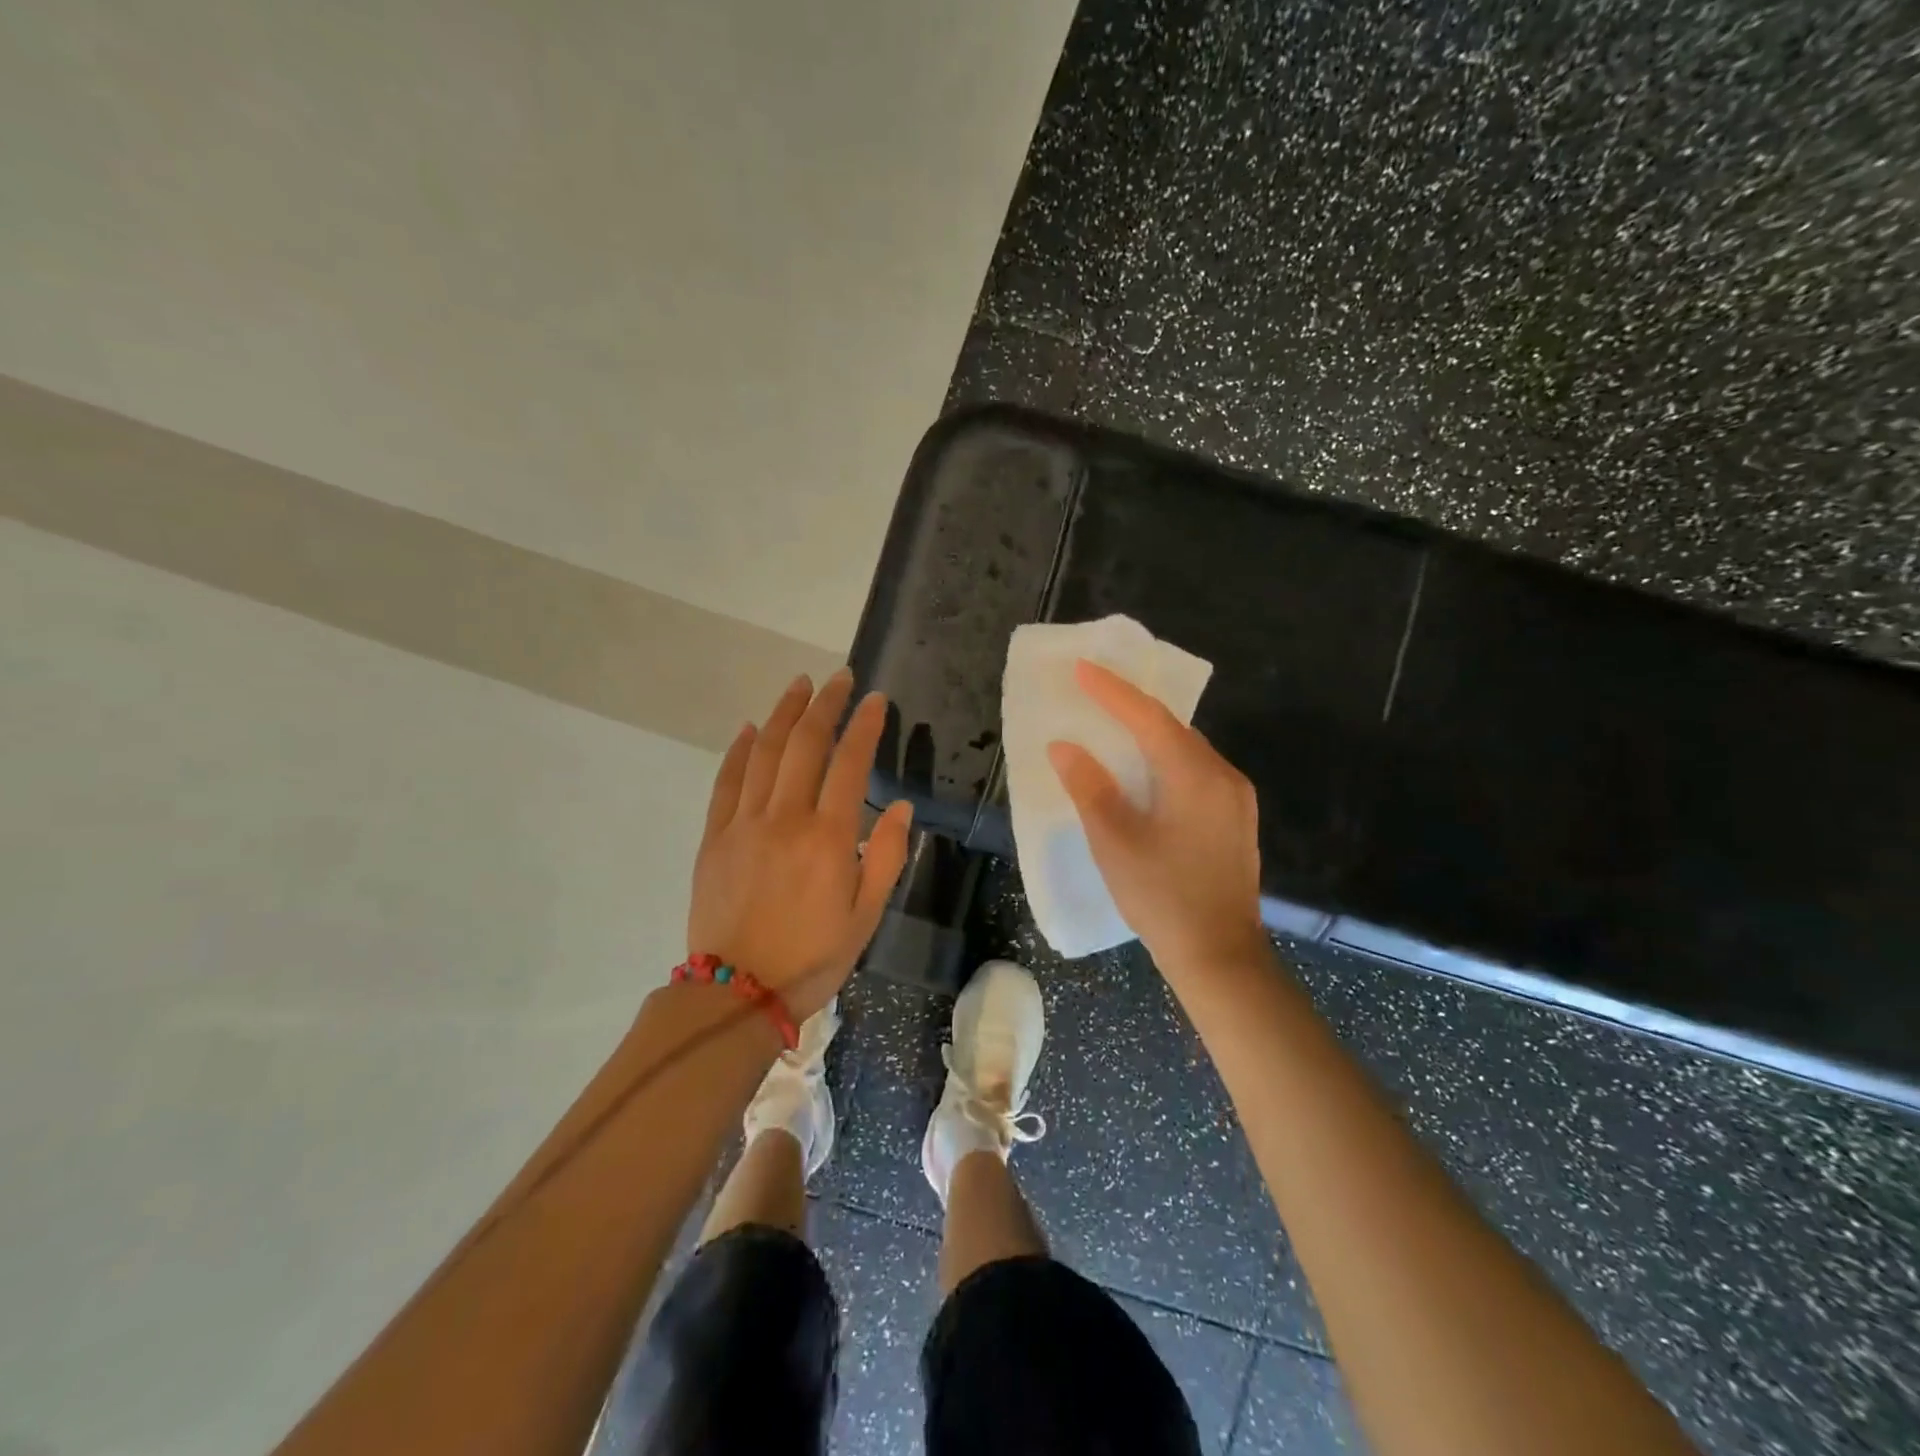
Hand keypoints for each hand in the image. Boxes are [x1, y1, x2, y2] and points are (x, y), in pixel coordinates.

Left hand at [688, 669, 911, 1020]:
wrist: (737, 993)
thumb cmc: (813, 957)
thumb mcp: (866, 915)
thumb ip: (885, 856)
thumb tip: (899, 807)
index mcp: (827, 838)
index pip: (850, 763)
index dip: (865, 725)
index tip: (875, 699)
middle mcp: (785, 818)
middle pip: (804, 743)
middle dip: (825, 704)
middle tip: (839, 678)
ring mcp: (744, 824)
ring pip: (763, 752)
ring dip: (782, 713)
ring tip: (799, 685)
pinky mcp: (714, 837)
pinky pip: (726, 782)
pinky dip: (738, 750)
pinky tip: (748, 728)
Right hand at [1047, 660, 1266, 979]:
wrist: (1220, 956)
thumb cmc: (1163, 898)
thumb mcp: (1115, 842)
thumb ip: (1089, 788)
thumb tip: (1064, 746)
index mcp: (1195, 776)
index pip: (1149, 718)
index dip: (1112, 691)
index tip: (1081, 668)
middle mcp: (1223, 776)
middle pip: (1172, 728)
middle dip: (1131, 707)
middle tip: (1092, 692)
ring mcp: (1235, 798)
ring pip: (1186, 749)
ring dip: (1149, 734)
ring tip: (1111, 724)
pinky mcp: (1235, 818)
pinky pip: (1196, 770)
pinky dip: (1165, 759)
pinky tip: (1143, 769)